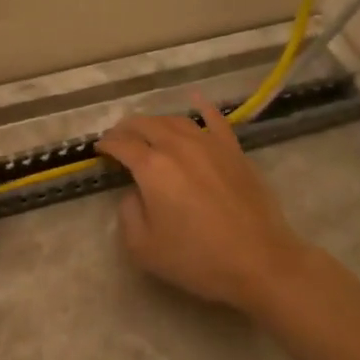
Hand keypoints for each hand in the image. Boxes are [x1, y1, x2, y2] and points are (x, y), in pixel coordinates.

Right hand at [94, 92, 316, 315]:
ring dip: (156, 121)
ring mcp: (209, 144)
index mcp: (152, 168)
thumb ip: (128, 214)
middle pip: (146, 125)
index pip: (122, 145)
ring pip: (176, 120)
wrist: (259, 261)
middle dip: (127, 128)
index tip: (100, 148)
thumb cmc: (197, 259)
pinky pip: (215, 119)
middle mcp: (177, 146)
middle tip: (119, 137)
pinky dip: (202, 106)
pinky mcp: (234, 150)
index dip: (107, 144)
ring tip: (148, 128)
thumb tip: (134, 193)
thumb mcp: (144, 248)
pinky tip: (196, 99)